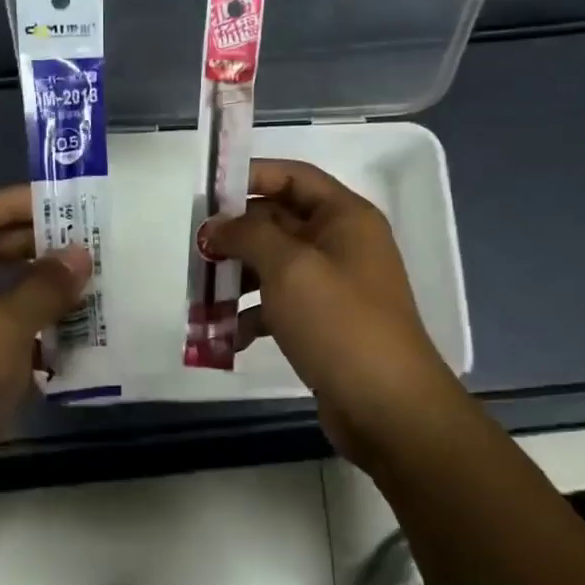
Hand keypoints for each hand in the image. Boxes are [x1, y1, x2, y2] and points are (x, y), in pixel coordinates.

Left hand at [0, 185, 90, 519]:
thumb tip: (80, 254)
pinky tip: (67, 336)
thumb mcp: (2, 329)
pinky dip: (26, 330)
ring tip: (85, 284)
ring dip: (34, 290)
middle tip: (86, 243)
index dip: (18, 203)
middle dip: (33, 247)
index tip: (67, 203)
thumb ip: (44, 285)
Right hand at [202, 159, 459, 466]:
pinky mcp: (323, 324)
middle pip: (278, 222)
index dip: (250, 177)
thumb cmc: (339, 323)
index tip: (208, 193)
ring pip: (273, 267)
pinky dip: (251, 316)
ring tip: (200, 299)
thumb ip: (248, 235)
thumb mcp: (289, 268)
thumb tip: (217, 226)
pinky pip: (278, 306)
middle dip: (235, 237)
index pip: (293, 177)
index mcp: (344, 218)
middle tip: (196, 252)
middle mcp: (341, 245)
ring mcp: (333, 286)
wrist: (388, 407)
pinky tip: (226, 338)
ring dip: (236, 280)